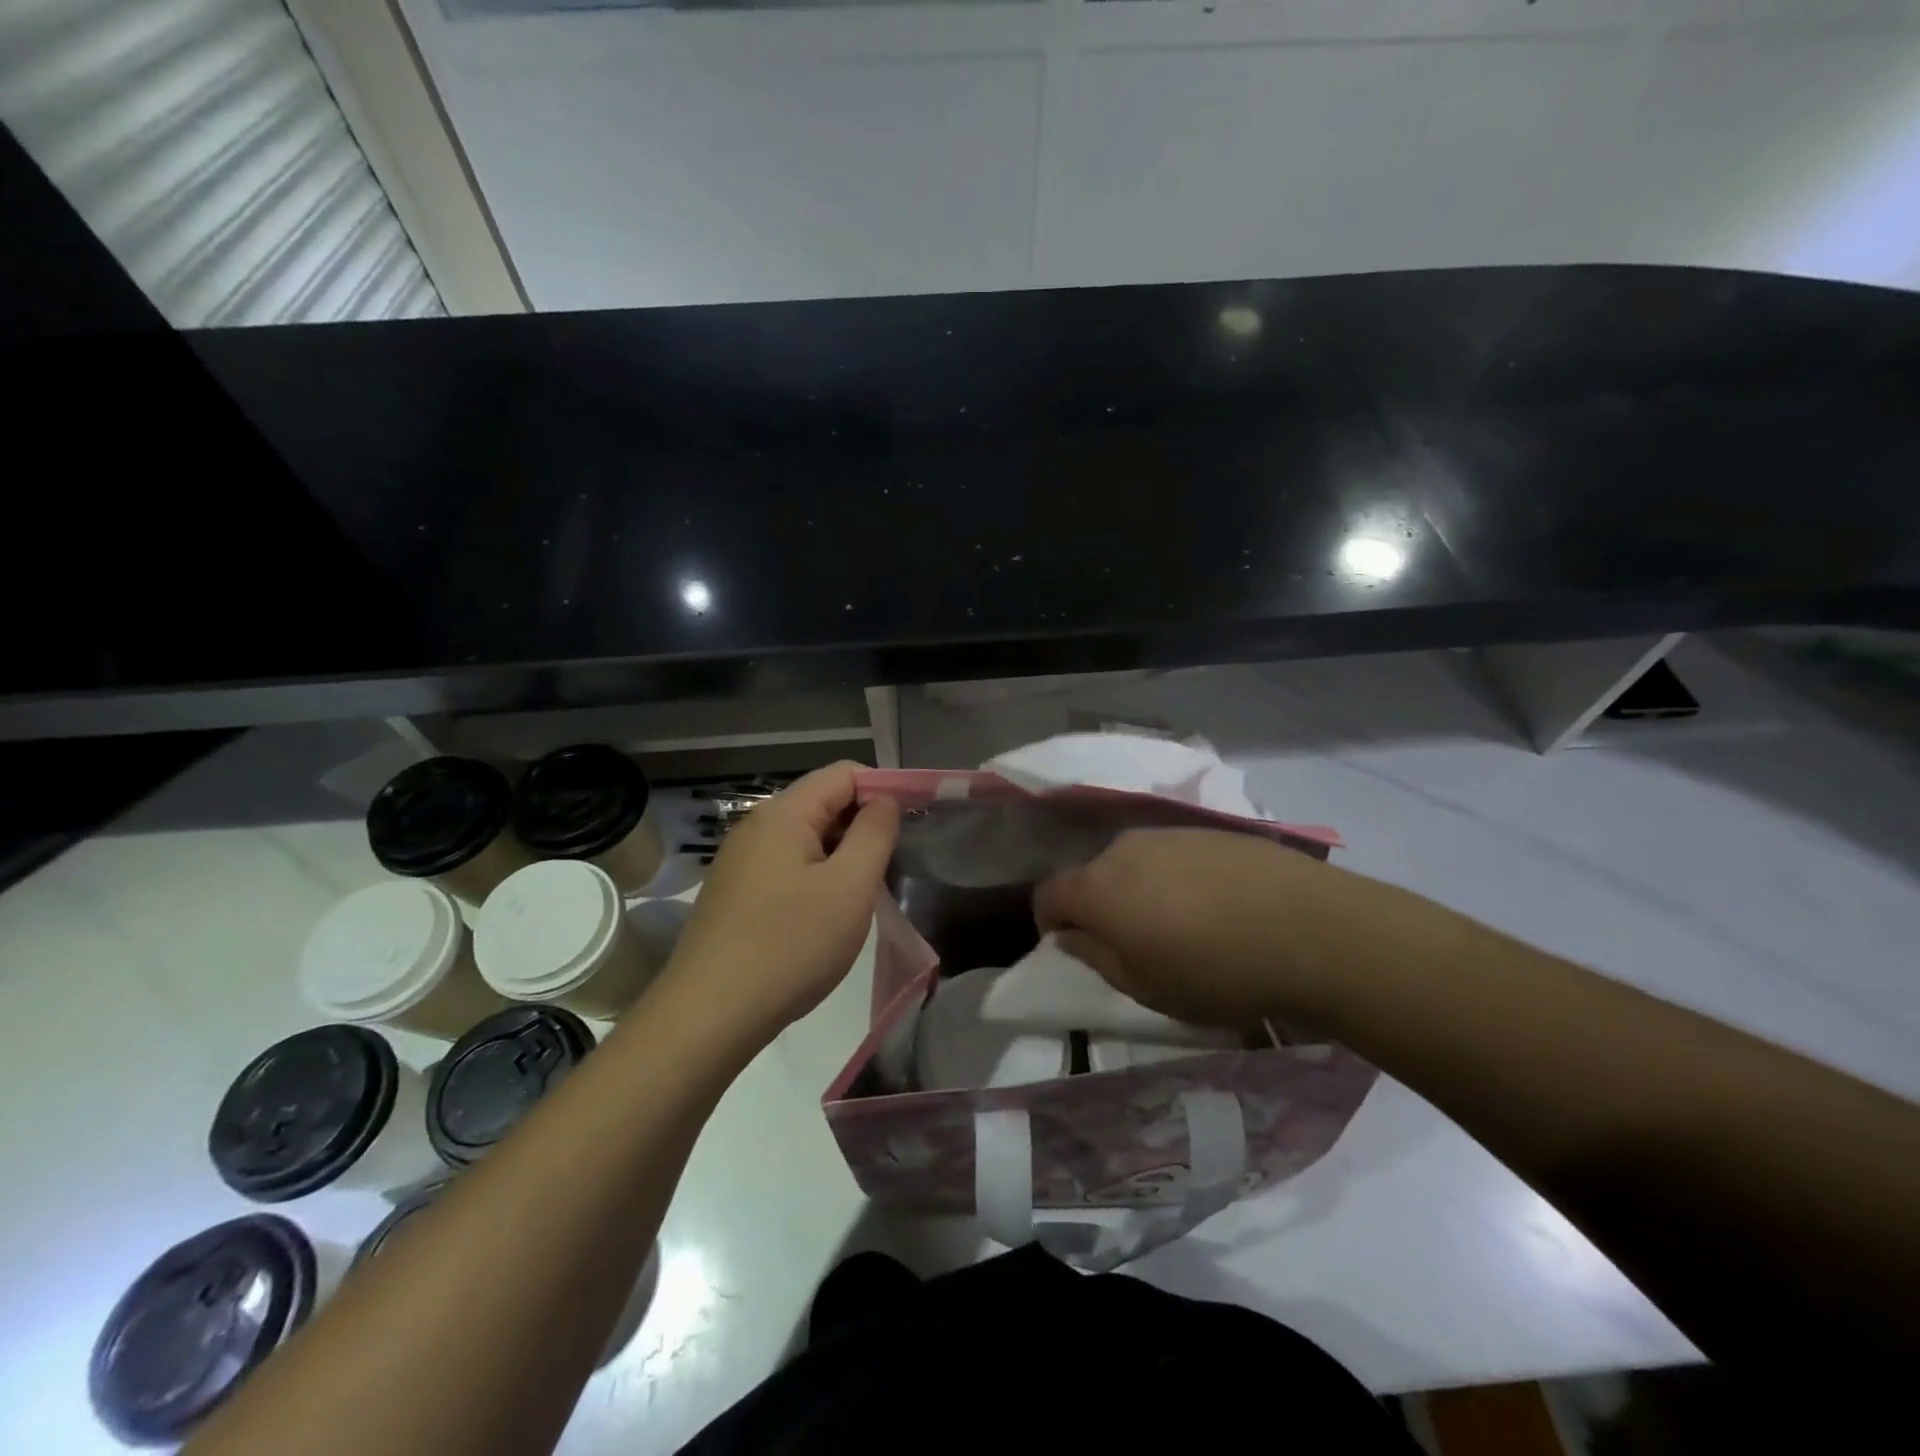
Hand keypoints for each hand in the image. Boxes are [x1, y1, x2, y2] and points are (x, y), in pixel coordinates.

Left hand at [661, 762, 898, 1048]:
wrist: (709, 1015)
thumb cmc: (791, 945)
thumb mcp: (850, 886)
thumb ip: (875, 833)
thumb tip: (883, 800)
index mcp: (784, 813)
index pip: (844, 773)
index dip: (884, 789)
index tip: (912, 824)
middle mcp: (756, 826)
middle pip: (823, 802)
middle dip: (863, 825)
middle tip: (893, 866)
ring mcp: (740, 861)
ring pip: (806, 838)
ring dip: (842, 855)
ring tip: (863, 894)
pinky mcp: (734, 893)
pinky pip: (787, 866)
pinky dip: (816, 877)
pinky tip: (825, 915)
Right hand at [1033, 828, 1347, 1028]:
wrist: (1313, 929)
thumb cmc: (1217, 972)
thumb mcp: (1146, 987)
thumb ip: (1095, 957)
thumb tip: (1069, 935)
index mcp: (1098, 889)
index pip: (1048, 894)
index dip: (1050, 922)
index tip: (1072, 947)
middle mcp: (1124, 849)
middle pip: (1091, 875)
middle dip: (1098, 907)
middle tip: (1133, 944)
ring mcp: (1169, 834)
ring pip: (1133, 862)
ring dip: (1138, 890)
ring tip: (1179, 926)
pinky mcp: (1208, 830)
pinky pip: (1172, 854)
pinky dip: (1175, 878)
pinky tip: (1215, 906)